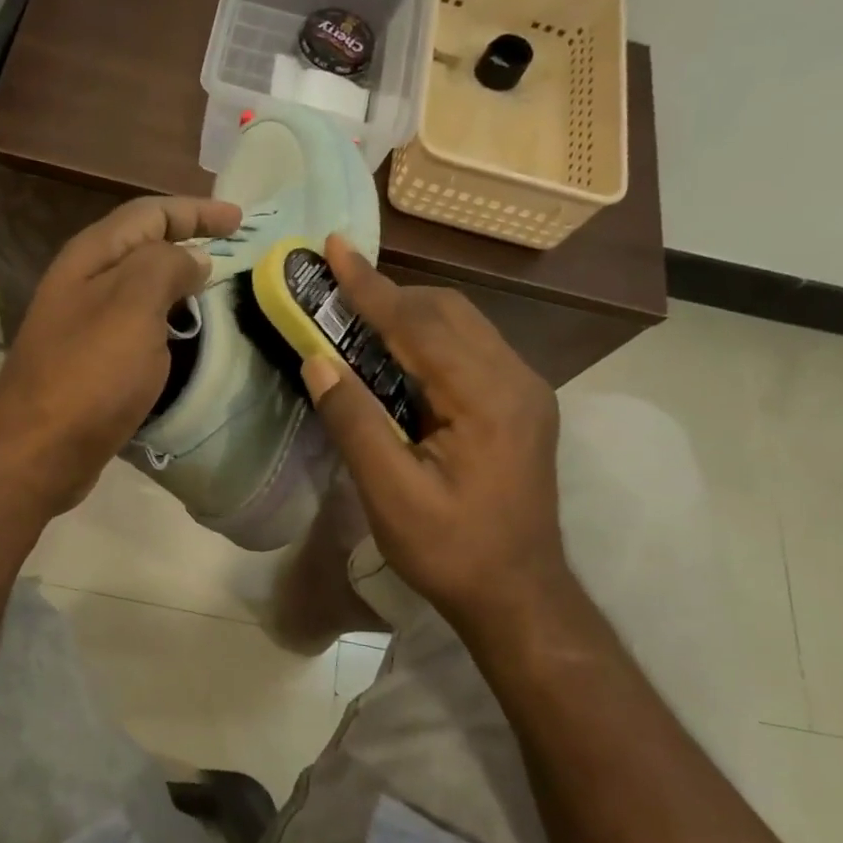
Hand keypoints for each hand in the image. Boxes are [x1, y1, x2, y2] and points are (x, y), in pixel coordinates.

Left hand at [0, 195, 242, 513]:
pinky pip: (137, 328)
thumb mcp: (134, 305)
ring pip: (140, 290)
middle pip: (143, 248)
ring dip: (178, 286)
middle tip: (234, 255)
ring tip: (218, 293)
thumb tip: (193, 258)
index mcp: (91, 257)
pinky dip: (166, 324)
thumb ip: (166, 267)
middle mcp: (83, 284)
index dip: (196, 211)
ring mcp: (83, 325)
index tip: (241, 221)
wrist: (38, 451)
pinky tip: (186, 339)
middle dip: (188, 243)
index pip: (149, 213)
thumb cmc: (89, 374)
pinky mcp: (90, 364)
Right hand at [300, 234, 572, 639]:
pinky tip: (397, 357)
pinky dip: (428, 338)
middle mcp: (516, 380)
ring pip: (462, 325)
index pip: (419, 324)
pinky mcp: (520, 404)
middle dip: (390, 294)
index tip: (334, 247)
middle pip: (448, 311)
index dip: (370, 286)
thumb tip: (317, 360)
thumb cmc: (451, 551)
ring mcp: (525, 390)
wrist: (519, 595)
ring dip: (409, 313)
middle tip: (336, 290)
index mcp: (487, 399)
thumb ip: (355, 421)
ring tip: (358, 318)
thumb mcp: (390, 494)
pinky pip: (470, 348)